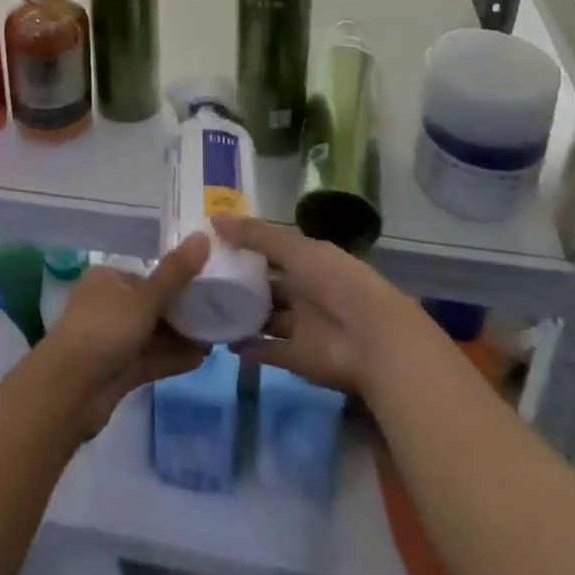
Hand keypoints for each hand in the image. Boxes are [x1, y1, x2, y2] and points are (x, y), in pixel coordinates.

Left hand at [41, 233, 211, 434]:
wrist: (69, 390)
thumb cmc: (105, 329)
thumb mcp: (145, 298)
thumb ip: (176, 272)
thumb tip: (203, 236)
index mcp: (107, 279)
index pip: (146, 276)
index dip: (176, 281)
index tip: (207, 287)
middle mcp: (107, 306)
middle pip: (150, 306)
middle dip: (182, 312)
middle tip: (217, 315)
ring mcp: (111, 340)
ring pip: (151, 334)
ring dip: (180, 337)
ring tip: (216, 339)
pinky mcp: (117, 371)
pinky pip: (149, 358)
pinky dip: (172, 357)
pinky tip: (200, 359)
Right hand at [213, 215, 422, 399]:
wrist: (372, 340)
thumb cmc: (335, 282)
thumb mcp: (294, 249)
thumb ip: (255, 235)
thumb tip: (214, 218)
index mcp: (308, 261)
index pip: (273, 250)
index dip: (247, 245)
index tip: (214, 242)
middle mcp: (305, 290)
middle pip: (268, 285)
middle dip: (241, 282)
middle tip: (202, 278)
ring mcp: (301, 325)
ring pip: (266, 318)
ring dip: (242, 315)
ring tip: (206, 309)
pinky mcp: (298, 357)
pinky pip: (268, 350)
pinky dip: (249, 349)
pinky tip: (223, 342)